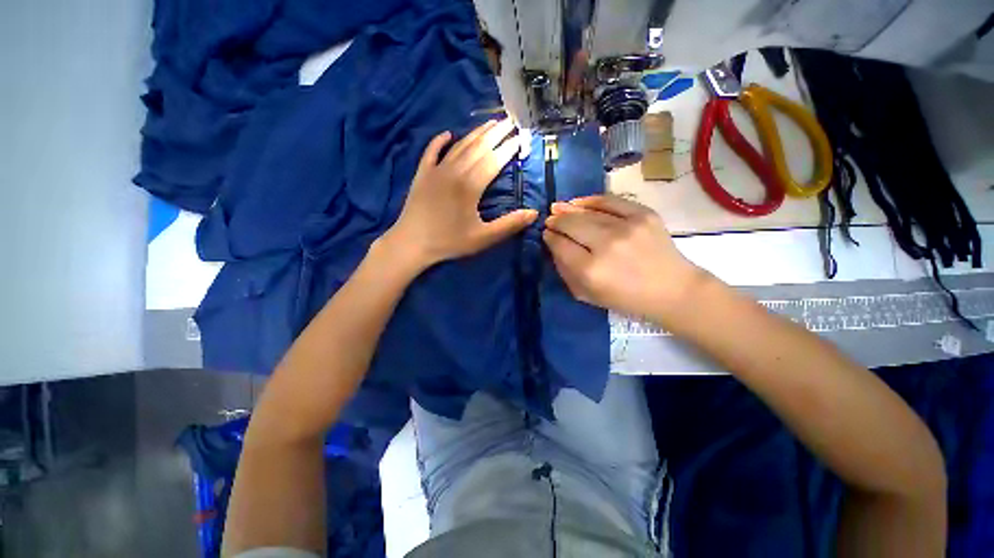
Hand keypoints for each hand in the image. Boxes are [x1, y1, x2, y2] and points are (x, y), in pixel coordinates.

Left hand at [384, 119, 537, 270]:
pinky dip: (439, 141)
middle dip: (496, 133)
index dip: (509, 148)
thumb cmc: (449, 242)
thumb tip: (534, 213)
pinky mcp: (422, 175)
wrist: (412, 244)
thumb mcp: (483, 238)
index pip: (494, 161)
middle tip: (510, 120)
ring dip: (476, 133)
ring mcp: (436, 170)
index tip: (521, 137)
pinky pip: (431, 152)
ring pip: (459, 146)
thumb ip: (509, 225)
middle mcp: (454, 171)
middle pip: (479, 147)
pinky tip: (447, 134)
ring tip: (490, 123)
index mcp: (470, 186)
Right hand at [543, 195, 704, 321]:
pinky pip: (611, 201)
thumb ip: (565, 271)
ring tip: (559, 207)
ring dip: (569, 209)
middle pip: (571, 224)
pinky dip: (592, 200)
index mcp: (591, 271)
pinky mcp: (644, 215)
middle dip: (556, 221)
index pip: (560, 245)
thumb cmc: (625, 298)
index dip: (550, 237)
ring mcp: (627, 227)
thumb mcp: (587, 295)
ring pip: (588, 212)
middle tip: (550, 220)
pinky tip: (580, 202)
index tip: (547, 234)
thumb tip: (554, 245)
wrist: (672, 289)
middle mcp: (606, 246)